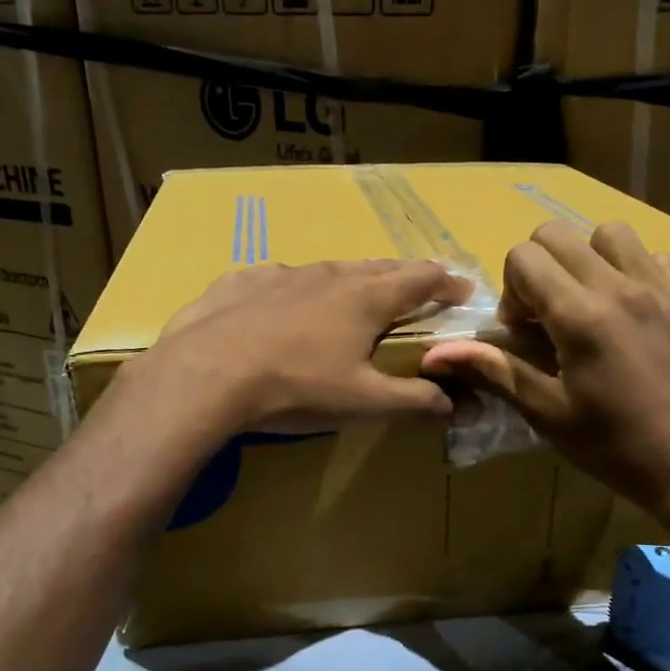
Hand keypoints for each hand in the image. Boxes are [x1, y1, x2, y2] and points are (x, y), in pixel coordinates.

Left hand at [140, 259, 471, 434]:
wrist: (206, 374)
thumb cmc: (296, 387)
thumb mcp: (363, 402)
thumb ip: (414, 399)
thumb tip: (456, 403)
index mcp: (366, 298)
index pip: (421, 279)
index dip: (447, 283)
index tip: (463, 289)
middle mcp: (329, 275)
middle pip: (379, 267)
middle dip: (405, 275)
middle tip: (418, 286)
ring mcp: (282, 273)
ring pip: (329, 270)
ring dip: (351, 280)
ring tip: (355, 293)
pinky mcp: (241, 280)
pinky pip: (279, 280)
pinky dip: (296, 290)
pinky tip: (284, 307)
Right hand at [420, 221, 669, 567]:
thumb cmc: (613, 447)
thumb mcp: (547, 412)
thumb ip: (494, 370)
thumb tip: (435, 355)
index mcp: (580, 316)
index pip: (524, 257)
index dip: (511, 292)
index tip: (522, 333)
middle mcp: (619, 288)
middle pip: (557, 234)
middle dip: (538, 269)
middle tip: (546, 318)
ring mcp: (659, 289)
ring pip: (608, 234)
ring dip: (584, 259)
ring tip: (586, 305)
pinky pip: (652, 256)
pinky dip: (631, 270)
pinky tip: (627, 311)